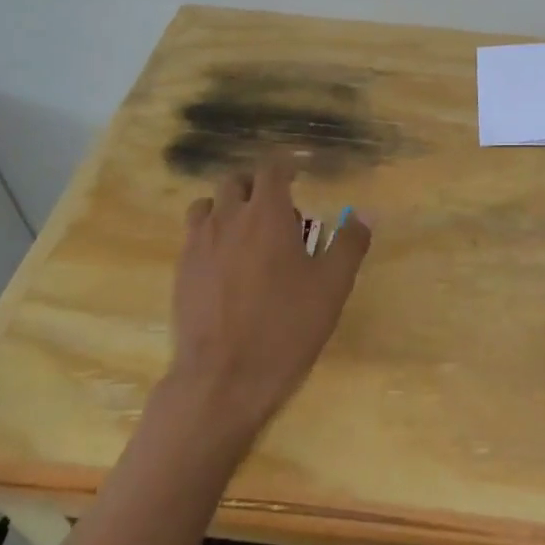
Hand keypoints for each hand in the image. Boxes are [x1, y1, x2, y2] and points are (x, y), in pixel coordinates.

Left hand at [162, 156, 371, 446]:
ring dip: (229, 209)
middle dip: (257, 188)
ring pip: (208, 205)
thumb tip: (363, 214)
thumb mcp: (332, 286)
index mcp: (266, 214)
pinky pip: (194, 236)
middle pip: (236, 182)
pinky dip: (211, 235)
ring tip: (247, 236)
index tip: (297, 177)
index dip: (285, 167)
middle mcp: (228, 218)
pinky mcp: (181, 271)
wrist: (224, 377)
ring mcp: (198, 244)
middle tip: (277, 215)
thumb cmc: (286, 326)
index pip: (271, 169)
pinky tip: (227, 267)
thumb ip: (349, 244)